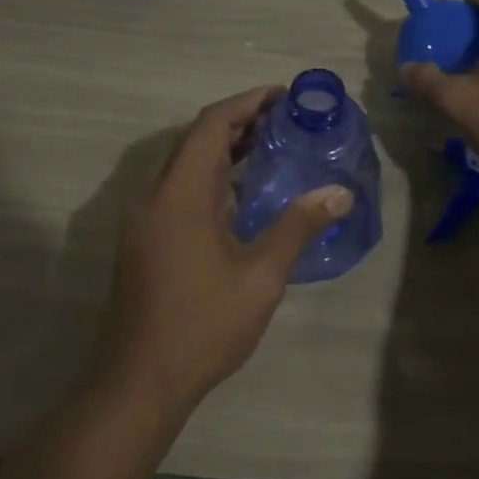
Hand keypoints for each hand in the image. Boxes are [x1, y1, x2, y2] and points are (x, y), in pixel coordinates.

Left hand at [94, 86, 352, 416]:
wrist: (138, 382)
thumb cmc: (203, 325)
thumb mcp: (261, 275)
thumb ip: (298, 227)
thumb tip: (339, 193)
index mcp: (180, 194)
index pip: (211, 125)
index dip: (247, 102)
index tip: (283, 96)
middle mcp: (155, 197)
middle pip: (195, 141)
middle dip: (238, 123)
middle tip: (285, 120)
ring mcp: (145, 221)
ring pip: (185, 167)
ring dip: (224, 152)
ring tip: (271, 148)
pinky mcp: (144, 243)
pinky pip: (179, 192)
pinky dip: (211, 179)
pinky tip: (242, 197)